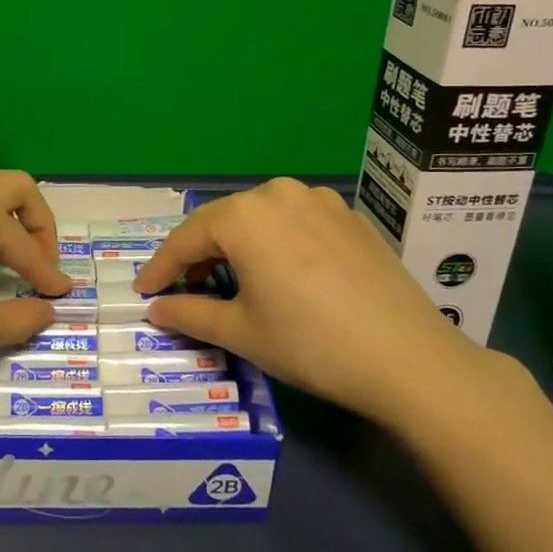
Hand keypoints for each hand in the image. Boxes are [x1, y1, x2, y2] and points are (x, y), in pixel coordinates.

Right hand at [133, 178, 487, 421]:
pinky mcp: (350, 217)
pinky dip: (275, 245)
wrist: (409, 358)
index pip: (186, 239)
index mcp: (244, 215)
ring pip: (260, 219)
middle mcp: (278, 193)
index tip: (143, 291)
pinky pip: (295, 223)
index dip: (160, 267)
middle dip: (198, 255)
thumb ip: (189, 313)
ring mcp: (320, 201)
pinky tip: (281, 275)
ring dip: (237, 247)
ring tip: (231, 282)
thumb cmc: (310, 343)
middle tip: (183, 289)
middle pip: (223, 222)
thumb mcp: (241, 332)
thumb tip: (155, 309)